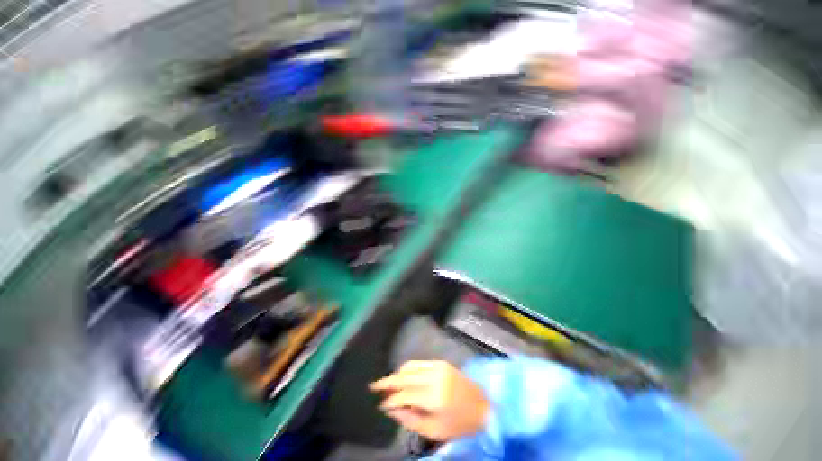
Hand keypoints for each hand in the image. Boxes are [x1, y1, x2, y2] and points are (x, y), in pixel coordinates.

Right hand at [369, 360, 489, 440]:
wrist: (483, 406)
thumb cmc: (460, 424)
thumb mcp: (434, 430)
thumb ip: (411, 419)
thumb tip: (391, 409)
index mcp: (434, 396)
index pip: (404, 394)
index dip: (389, 399)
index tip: (379, 403)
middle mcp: (434, 376)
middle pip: (404, 375)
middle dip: (388, 381)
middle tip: (374, 386)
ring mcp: (438, 366)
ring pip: (410, 366)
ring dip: (397, 373)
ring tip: (388, 383)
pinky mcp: (441, 362)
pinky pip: (419, 363)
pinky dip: (408, 368)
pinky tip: (403, 376)